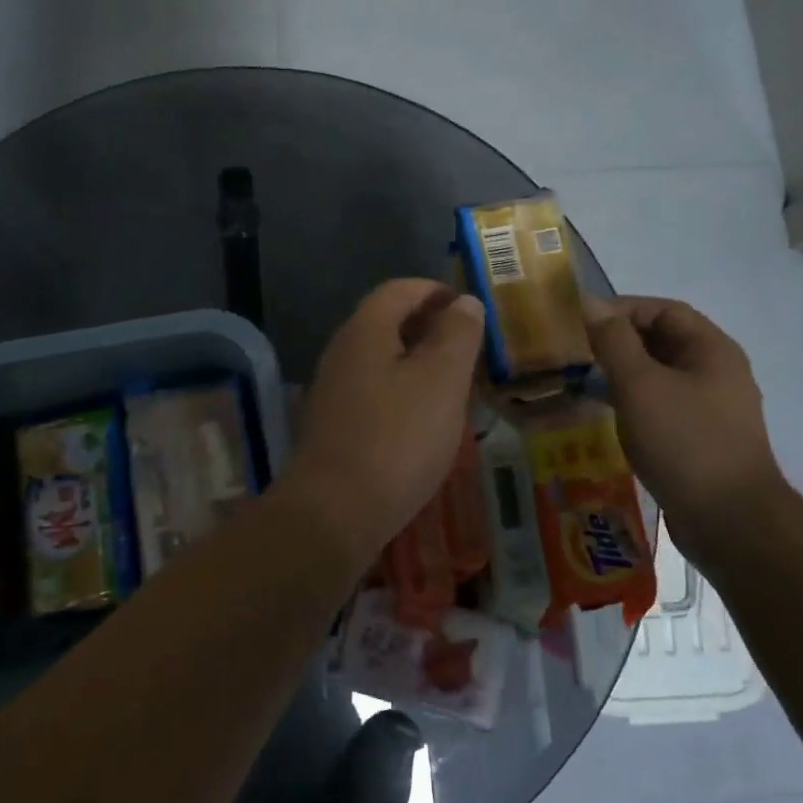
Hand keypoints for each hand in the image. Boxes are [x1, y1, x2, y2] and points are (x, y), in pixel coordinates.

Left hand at [283, 279, 484, 566]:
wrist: (334, 513)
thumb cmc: (396, 438)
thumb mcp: (441, 380)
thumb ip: (457, 335)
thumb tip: (464, 302)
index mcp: (365, 330)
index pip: (400, 289)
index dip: (436, 291)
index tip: (470, 309)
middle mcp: (341, 352)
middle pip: (387, 322)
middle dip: (429, 327)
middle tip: (469, 348)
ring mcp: (332, 390)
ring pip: (380, 359)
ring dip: (417, 362)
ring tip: (454, 384)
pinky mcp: (333, 425)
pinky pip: (373, 391)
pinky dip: (401, 392)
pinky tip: (423, 420)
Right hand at [584, 296, 786, 543]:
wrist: (729, 521)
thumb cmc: (684, 441)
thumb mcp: (640, 384)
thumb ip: (613, 341)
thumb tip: (589, 302)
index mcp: (711, 350)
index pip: (663, 310)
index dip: (621, 309)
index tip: (580, 322)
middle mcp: (715, 373)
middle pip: (661, 342)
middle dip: (616, 342)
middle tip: (573, 352)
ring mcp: (709, 409)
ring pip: (658, 377)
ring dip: (620, 375)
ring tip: (579, 383)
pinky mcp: (698, 439)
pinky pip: (660, 407)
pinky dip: (630, 404)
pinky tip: (603, 418)